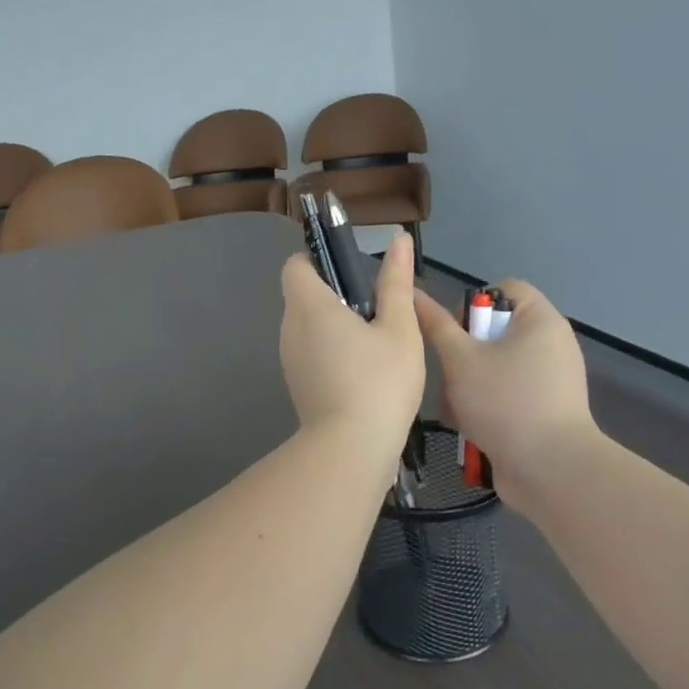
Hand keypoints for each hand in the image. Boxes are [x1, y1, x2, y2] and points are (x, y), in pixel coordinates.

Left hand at [280, 232, 425, 457]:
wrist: (352, 449)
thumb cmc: (380, 382)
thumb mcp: (399, 328)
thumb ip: (396, 282)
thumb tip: (397, 239)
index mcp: (309, 306)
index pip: (296, 265)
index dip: (319, 260)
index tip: (353, 272)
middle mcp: (290, 329)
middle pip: (303, 296)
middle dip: (336, 294)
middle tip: (377, 309)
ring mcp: (290, 360)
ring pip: (308, 327)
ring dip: (336, 325)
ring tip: (377, 342)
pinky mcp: (297, 385)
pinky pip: (311, 353)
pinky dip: (332, 351)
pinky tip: (365, 371)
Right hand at [413, 280, 597, 507]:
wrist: (550, 469)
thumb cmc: (504, 401)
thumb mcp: (460, 359)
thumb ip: (436, 326)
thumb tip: (414, 294)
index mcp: (540, 320)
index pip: (504, 289)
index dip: (473, 304)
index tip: (453, 333)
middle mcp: (551, 344)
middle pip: (495, 332)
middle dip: (464, 355)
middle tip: (448, 376)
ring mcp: (551, 380)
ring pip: (495, 368)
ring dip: (468, 385)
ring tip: (453, 409)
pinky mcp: (545, 411)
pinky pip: (508, 395)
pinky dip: (486, 406)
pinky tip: (468, 427)